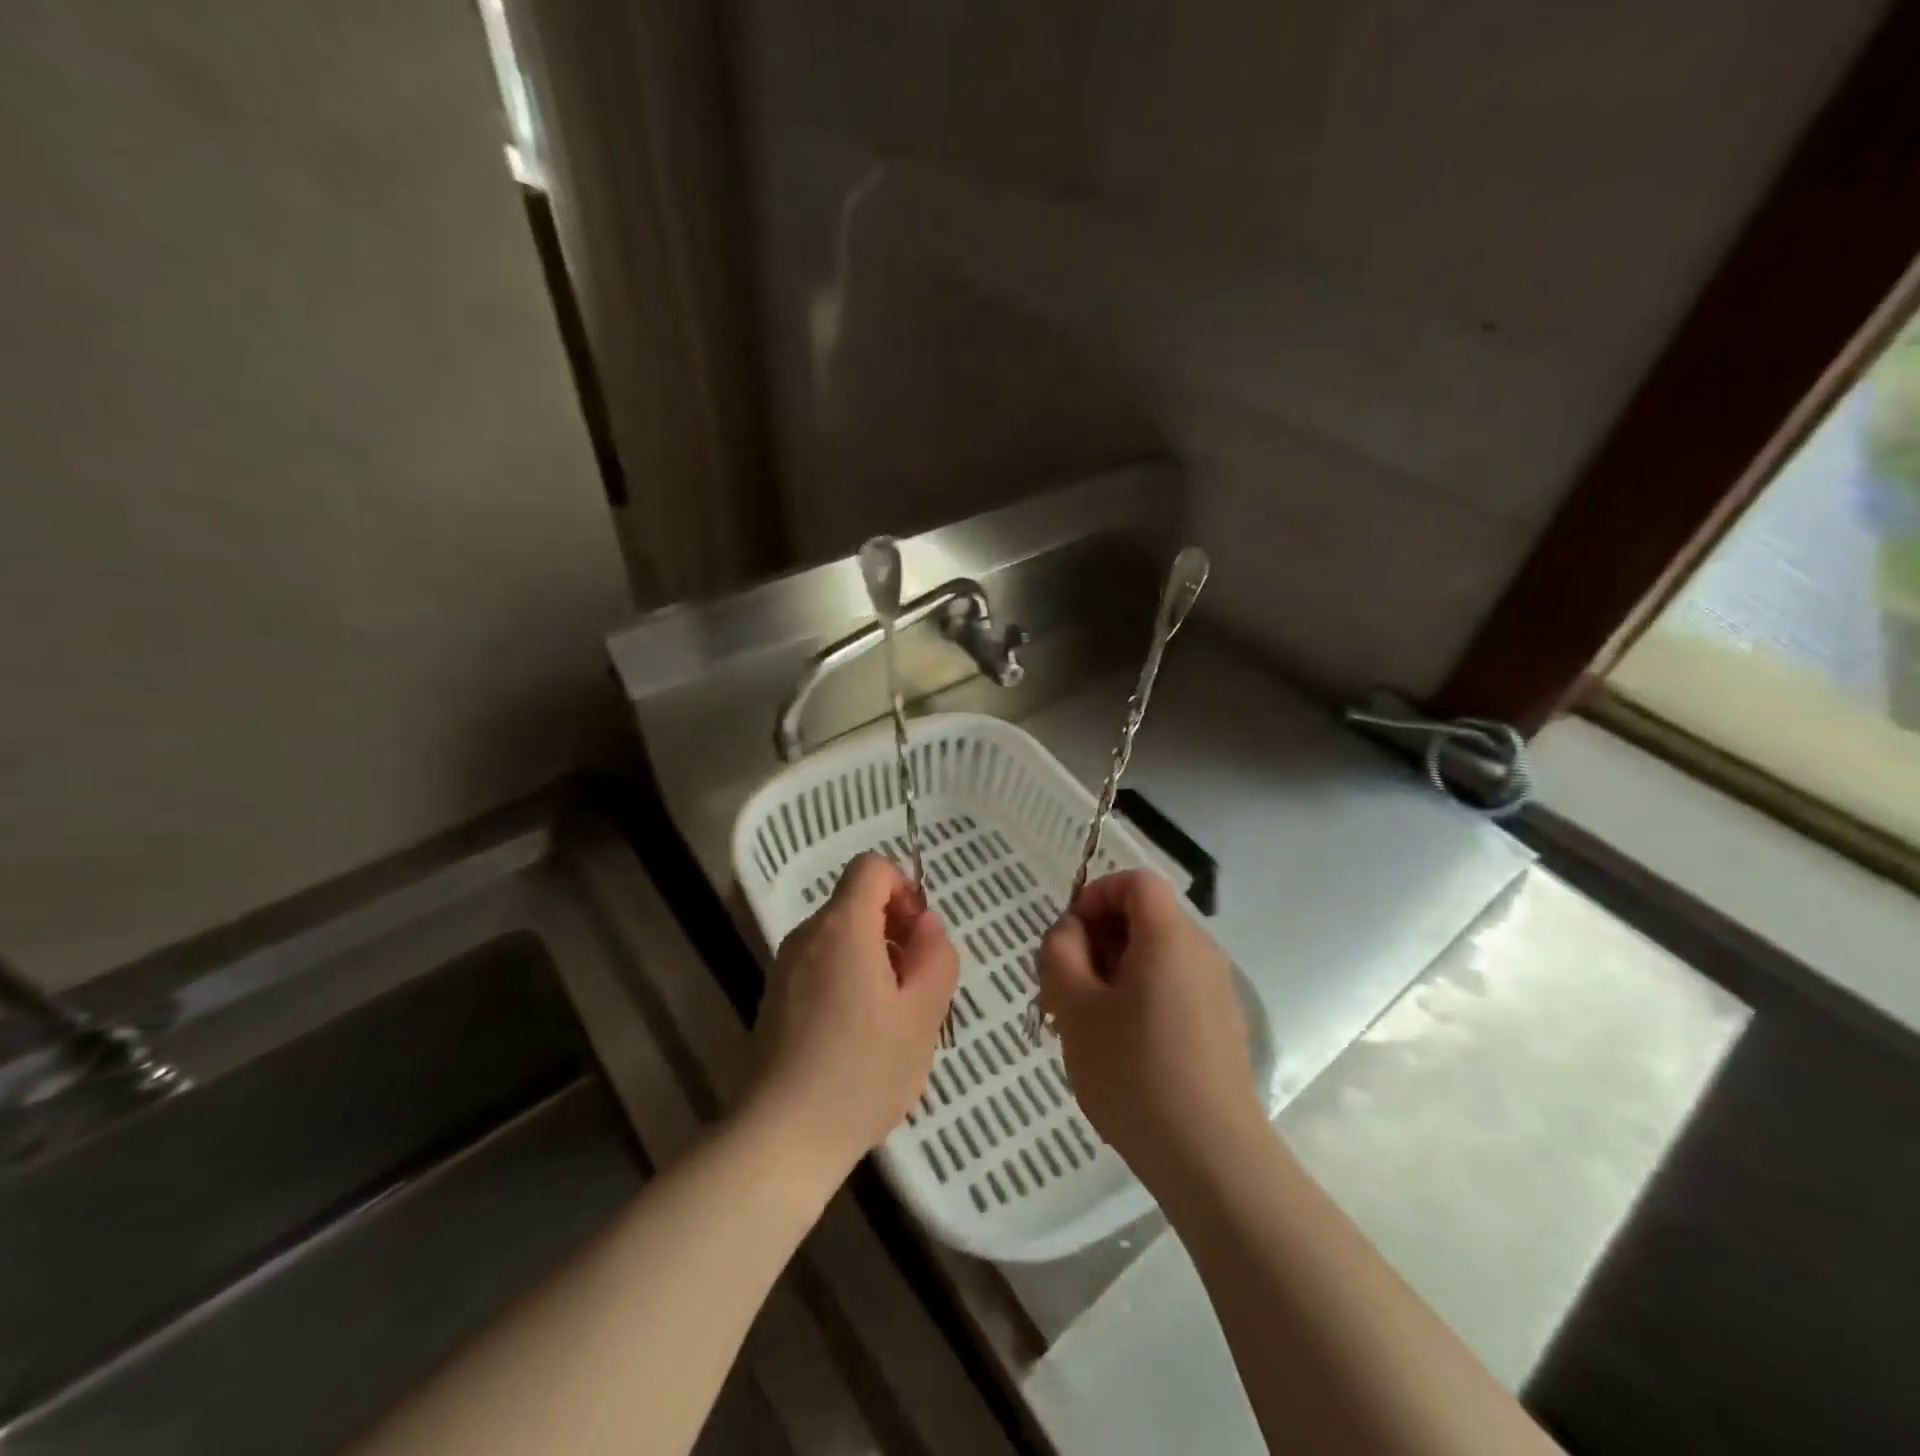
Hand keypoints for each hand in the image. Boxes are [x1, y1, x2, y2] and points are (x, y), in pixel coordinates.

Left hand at [749, 853, 958, 1183]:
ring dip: (872, 957)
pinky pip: (820, 966)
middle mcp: (807, 935)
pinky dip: (846, 978)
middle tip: (916, 984)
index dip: (904, 887)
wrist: (782, 1136)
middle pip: (855, 903)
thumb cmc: (863, 1070)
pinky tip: (858, 1035)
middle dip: (893, 928)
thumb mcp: (923, 1014)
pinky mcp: (774, 998)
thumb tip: (925, 925)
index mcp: (842, 927)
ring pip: (839, 937)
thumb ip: (935, 956)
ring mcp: (784, 967)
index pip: (871, 867)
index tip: (920, 935)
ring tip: (891, 1016)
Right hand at [1038, 870, 1263, 1190]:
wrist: (1211, 1159)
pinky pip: (1171, 987)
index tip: (1068, 936)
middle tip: (1064, 986)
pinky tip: (1118, 1047)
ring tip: (1083, 1021)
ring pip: (1155, 956)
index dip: (1097, 895)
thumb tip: (1069, 932)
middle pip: (1144, 918)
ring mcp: (1215, 991)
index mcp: (1169, 937)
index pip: (1136, 882)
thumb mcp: (1076, 1008)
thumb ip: (1061, 954)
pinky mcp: (1219, 1026)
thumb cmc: (1135, 1072)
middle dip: (1098, 939)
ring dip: (1113, 972)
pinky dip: (1138, 996)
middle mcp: (1200, 953)